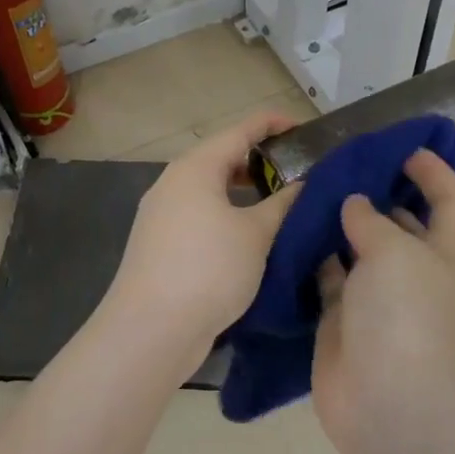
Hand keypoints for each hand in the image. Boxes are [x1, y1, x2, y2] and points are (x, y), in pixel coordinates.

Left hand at [100, 108, 300, 371]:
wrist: (151, 329)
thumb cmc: (209, 269)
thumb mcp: (256, 234)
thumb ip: (282, 203)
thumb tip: (301, 184)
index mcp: (195, 168)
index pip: (240, 130)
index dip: (272, 124)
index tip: (303, 129)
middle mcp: (173, 183)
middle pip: (221, 157)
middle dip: (259, 159)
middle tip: (296, 170)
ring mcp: (161, 214)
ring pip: (209, 188)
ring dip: (243, 190)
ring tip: (278, 202)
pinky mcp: (159, 243)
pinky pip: (199, 214)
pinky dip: (226, 213)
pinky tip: (248, 234)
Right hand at [310, 149, 454, 433]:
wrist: (390, 407)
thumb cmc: (406, 318)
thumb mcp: (395, 253)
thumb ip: (371, 222)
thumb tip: (355, 206)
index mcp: (443, 253)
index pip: (451, 200)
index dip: (435, 171)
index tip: (404, 149)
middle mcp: (412, 272)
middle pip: (399, 223)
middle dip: (376, 194)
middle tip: (337, 166)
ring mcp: (375, 299)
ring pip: (357, 250)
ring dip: (337, 224)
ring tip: (306, 190)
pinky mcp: (340, 321)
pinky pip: (325, 278)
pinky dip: (311, 258)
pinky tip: (289, 233)